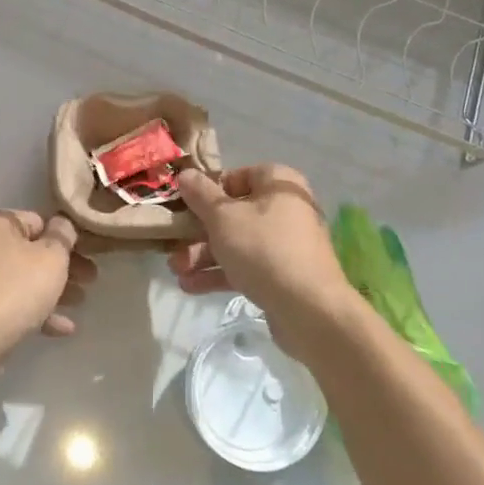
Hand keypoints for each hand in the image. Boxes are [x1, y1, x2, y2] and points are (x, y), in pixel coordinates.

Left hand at [0, 209, 95, 357]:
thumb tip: (63, 223)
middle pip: (32, 251)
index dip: (66, 237)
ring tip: (81, 301)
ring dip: (54, 289)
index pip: (39, 221)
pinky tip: (63, 328)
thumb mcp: (52, 256)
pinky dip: (37, 310)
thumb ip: (63, 235)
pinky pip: (14, 302)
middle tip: (91, 278)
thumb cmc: (18, 287)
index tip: (88, 252)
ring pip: (25, 278)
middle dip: (64, 266)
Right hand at [168, 165, 355, 361]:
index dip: (210, 189)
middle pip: (233, 213)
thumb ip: (200, 194)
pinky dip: (219, 273)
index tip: (187, 205)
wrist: (309, 310)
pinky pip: (245, 267)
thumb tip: (185, 174)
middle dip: (198, 232)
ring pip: (236, 243)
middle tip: (173, 244)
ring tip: (176, 270)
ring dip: (203, 255)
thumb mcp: (223, 217)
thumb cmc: (263, 249)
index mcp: (279, 185)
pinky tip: (190, 286)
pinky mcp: (282, 276)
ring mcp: (285, 245)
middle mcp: (285, 210)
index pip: (239, 176)